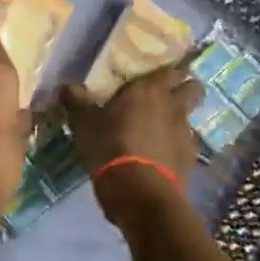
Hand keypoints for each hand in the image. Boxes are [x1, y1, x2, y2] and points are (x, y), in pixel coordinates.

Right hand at [60, 66, 203, 225]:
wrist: (138, 191)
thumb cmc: (109, 145)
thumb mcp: (84, 123)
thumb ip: (77, 101)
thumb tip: (66, 86)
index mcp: (150, 89)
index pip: (171, 69)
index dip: (167, 71)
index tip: (156, 75)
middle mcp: (174, 106)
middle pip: (193, 88)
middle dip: (185, 89)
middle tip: (164, 97)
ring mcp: (186, 133)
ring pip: (189, 117)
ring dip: (177, 120)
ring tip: (157, 131)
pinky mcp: (190, 159)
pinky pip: (185, 145)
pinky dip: (174, 147)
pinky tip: (158, 156)